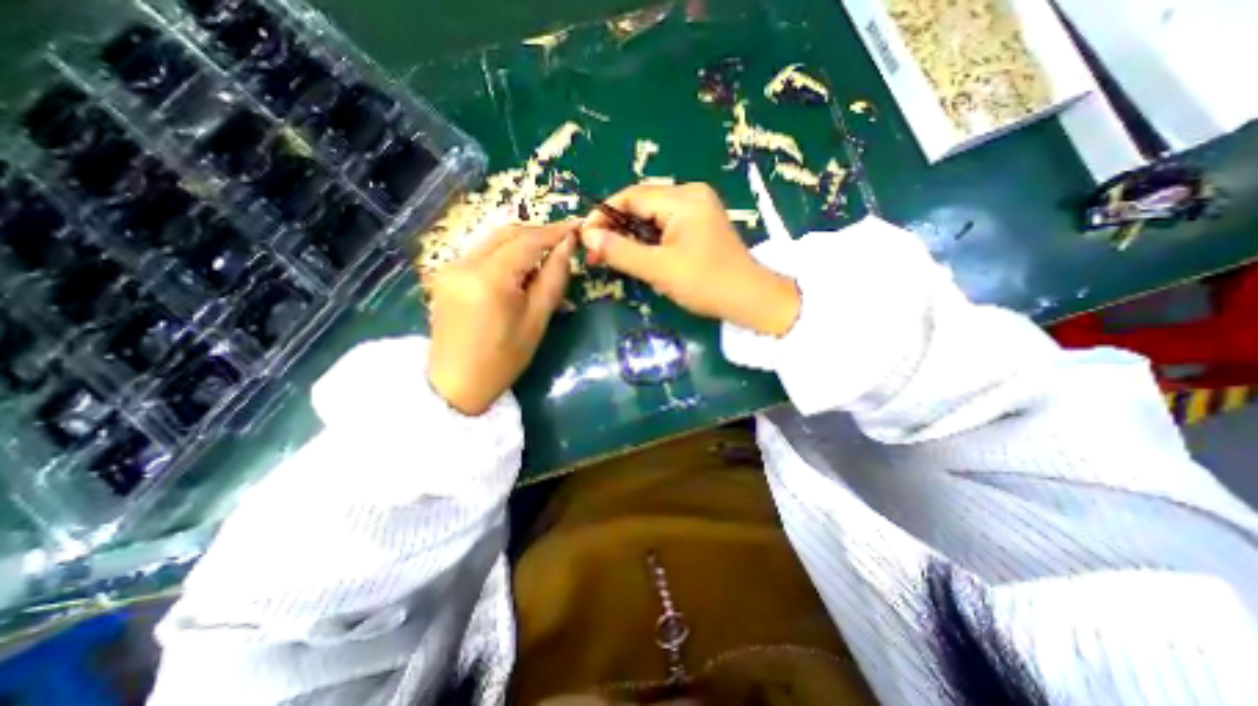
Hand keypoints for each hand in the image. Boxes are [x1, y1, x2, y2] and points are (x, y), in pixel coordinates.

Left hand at [429, 224, 572, 414]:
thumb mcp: (537, 320)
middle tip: (564, 242)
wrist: (455, 384)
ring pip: (493, 240)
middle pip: (507, 233)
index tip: (577, 228)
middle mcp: (463, 263)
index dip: (554, 232)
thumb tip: (568, 246)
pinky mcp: (445, 274)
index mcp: (488, 277)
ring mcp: (450, 267)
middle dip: (538, 234)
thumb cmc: (503, 359)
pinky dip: (505, 255)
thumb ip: (554, 278)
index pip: (527, 241)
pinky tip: (520, 270)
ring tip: (546, 258)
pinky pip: (481, 253)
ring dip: (522, 243)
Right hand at [577, 182, 794, 335]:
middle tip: (596, 252)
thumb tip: (587, 235)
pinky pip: (665, 225)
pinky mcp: (700, 224)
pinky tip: (637, 256)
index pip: (631, 197)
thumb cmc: (706, 283)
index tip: (585, 237)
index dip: (604, 215)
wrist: (750, 299)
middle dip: (616, 227)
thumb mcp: (659, 269)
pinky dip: (648, 240)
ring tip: (612, 257)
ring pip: (651, 216)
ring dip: (630, 236)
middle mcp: (691, 195)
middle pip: (641, 204)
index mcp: (683, 199)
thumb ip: (621, 251)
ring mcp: (698, 208)